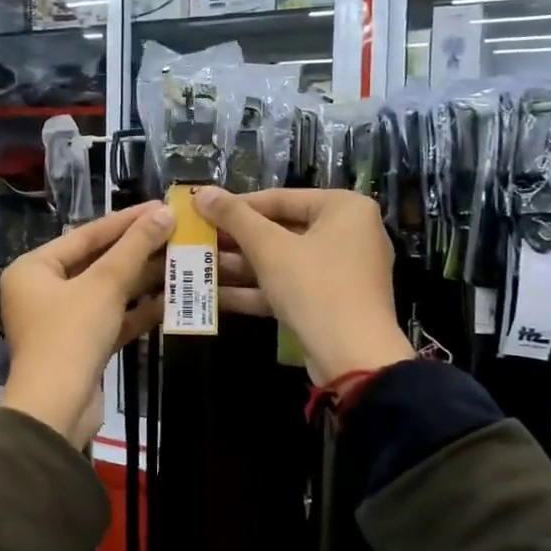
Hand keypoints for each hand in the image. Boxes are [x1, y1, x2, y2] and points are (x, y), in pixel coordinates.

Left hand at [0, 201, 175, 444]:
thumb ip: (135, 247)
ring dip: (142, 280)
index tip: (161, 207)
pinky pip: (111, 318)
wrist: (57, 409)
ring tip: (181, 260)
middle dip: (137, 251)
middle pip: (97, 262)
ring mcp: (61, 320)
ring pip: (107, 291)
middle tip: (176, 233)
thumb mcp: (104, 285)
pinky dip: (137, 310)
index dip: (126, 220)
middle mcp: (42, 290)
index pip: (86, 235)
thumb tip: (165, 213)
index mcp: (34, 268)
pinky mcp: (81, 346)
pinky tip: (171, 298)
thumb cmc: (71, 335)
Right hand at [196, 187, 412, 385]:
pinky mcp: (329, 302)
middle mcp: (348, 233)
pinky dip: (256, 290)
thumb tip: (202, 192)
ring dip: (240, 266)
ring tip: (197, 266)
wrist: (354, 358)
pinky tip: (214, 295)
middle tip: (197, 240)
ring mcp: (340, 271)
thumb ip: (234, 217)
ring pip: (282, 261)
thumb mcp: (269, 248)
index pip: (280, 198)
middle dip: (236, 240)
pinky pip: (289, 286)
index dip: (236, 206)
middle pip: (280, 230)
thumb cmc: (315, 287)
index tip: (201, 211)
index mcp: (344, 208)